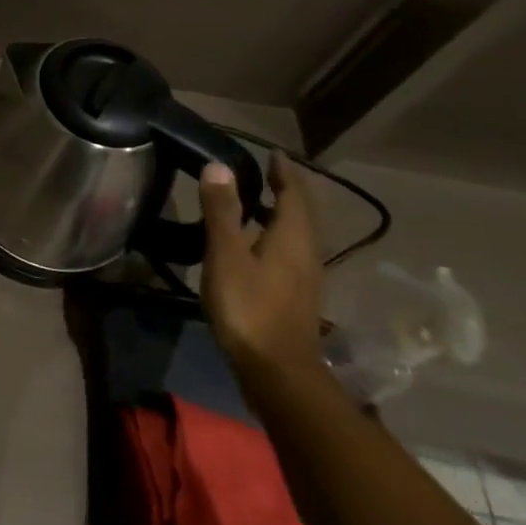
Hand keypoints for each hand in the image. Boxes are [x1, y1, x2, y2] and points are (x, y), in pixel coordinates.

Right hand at [199, 153, 324, 380]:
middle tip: (264, 172)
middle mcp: (306, 252)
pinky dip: (276, 233)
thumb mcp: (226, 255)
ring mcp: (304, 276)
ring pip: (297, 233)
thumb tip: (219, 166)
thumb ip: (223, 211)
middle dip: (286, 190)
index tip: (273, 153)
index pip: (295, 194)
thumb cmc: (249, 307)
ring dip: (281, 212)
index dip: (285, 172)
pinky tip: (256, 242)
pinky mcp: (296, 294)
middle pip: (301, 213)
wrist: (277, 370)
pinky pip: (290, 250)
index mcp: (293, 237)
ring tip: (257, 200)